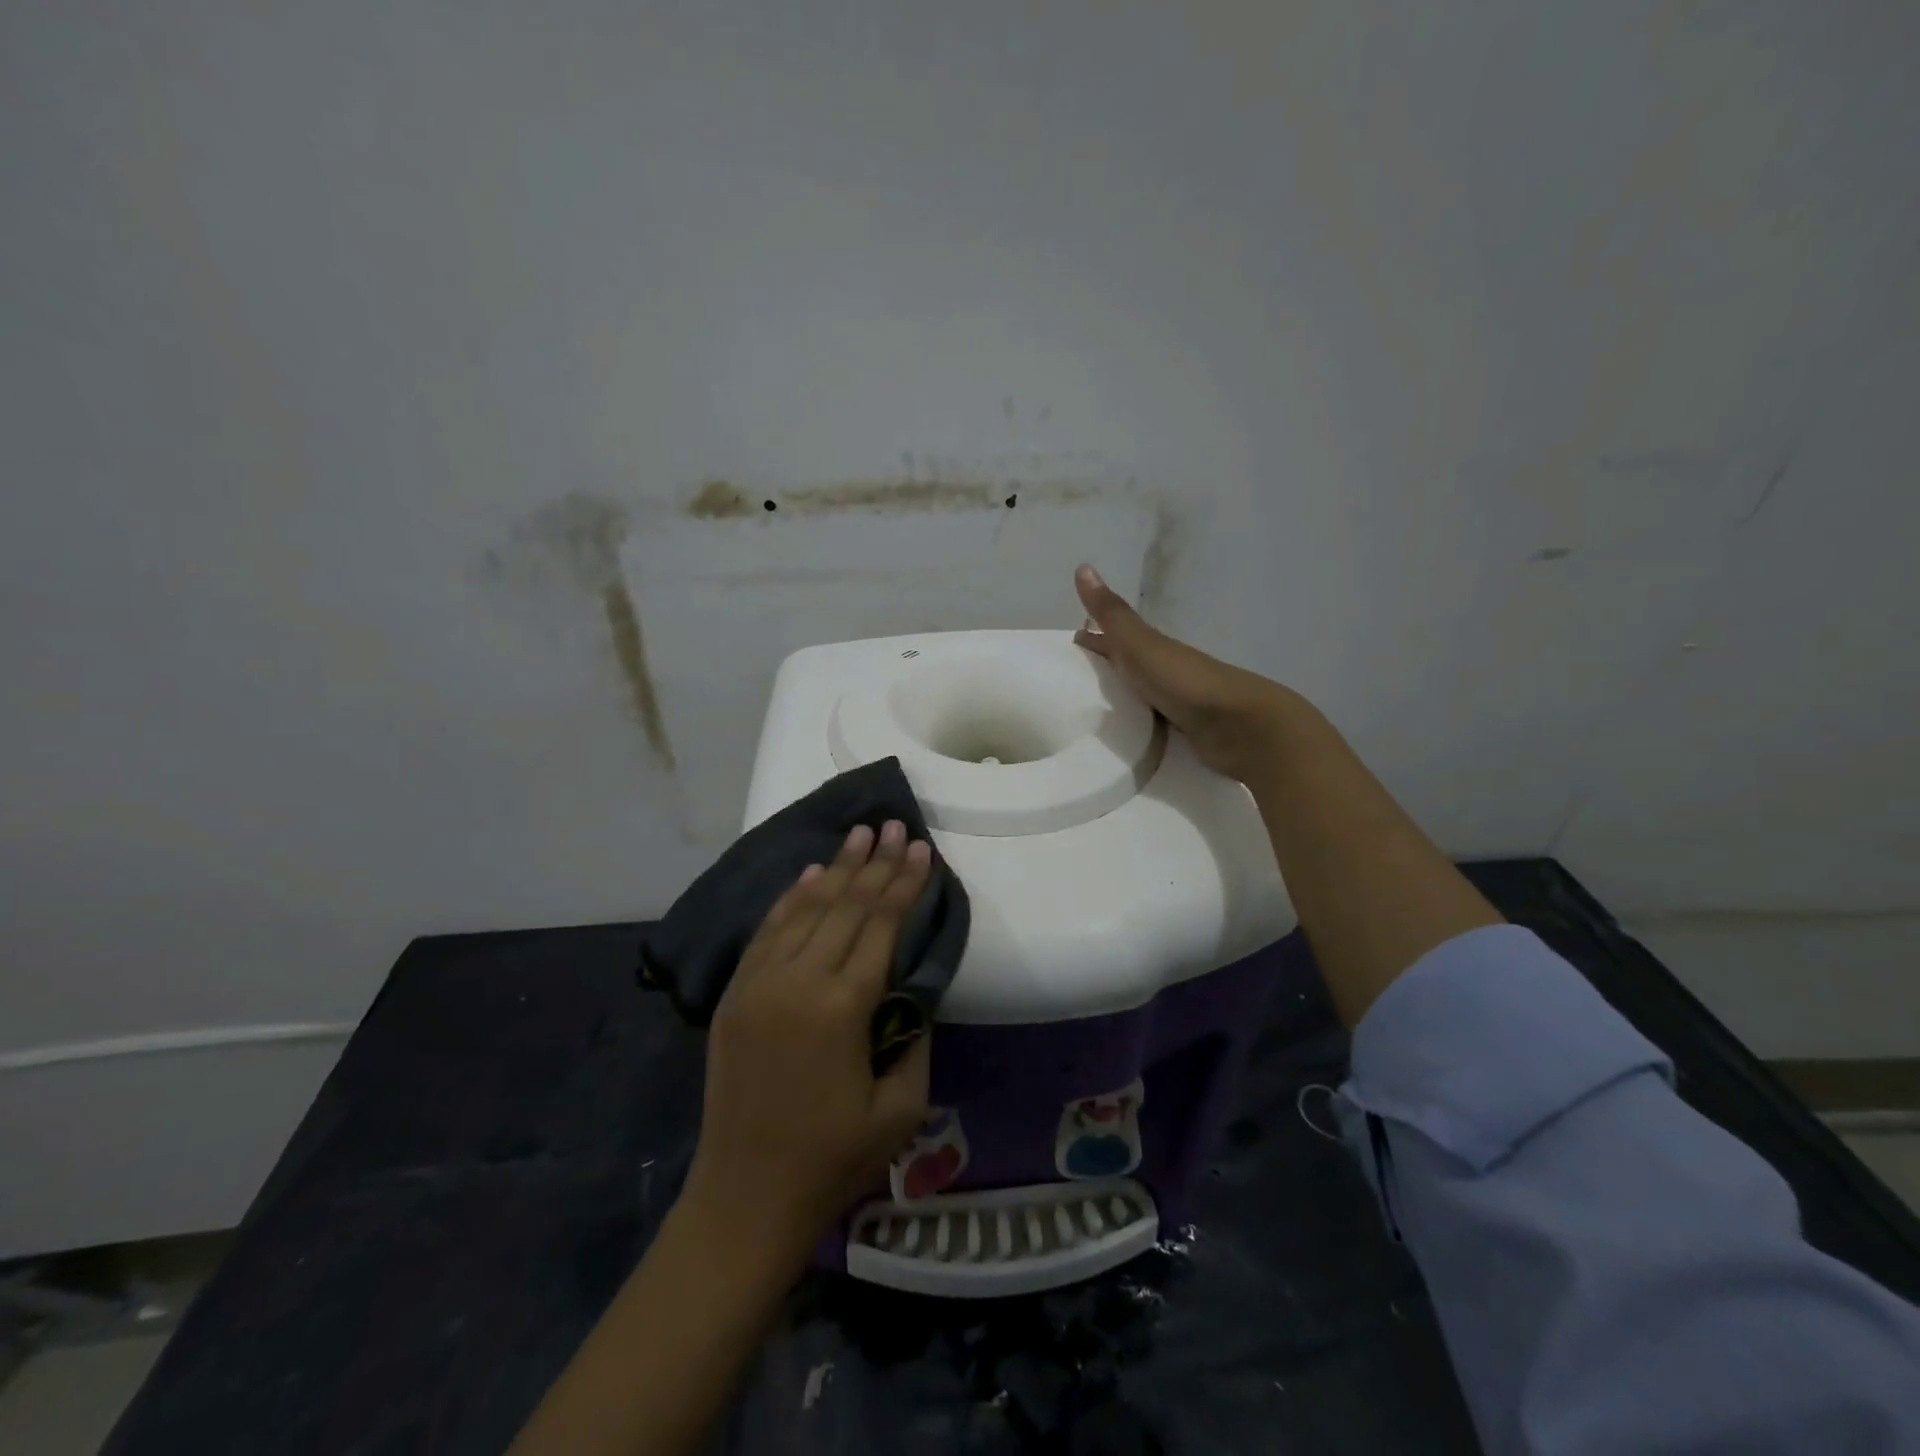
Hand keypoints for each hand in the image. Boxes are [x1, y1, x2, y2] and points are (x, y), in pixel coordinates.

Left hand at [681, 821, 933, 1271]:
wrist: (744, 1197)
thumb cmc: (832, 1159)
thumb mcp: (900, 1106)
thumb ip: (912, 1034)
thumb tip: (910, 984)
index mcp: (843, 1007)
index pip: (881, 926)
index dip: (904, 884)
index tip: (921, 849)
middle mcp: (798, 980)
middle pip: (845, 906)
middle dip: (875, 864)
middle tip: (894, 826)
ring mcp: (759, 983)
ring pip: (806, 909)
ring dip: (836, 869)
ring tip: (859, 834)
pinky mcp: (735, 993)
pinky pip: (768, 931)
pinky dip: (793, 899)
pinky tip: (811, 874)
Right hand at [1074, 563, 1298, 783]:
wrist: (1238, 726)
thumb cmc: (1184, 681)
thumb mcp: (1141, 644)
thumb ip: (1112, 614)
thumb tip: (1083, 566)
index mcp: (1153, 648)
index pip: (1117, 637)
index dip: (1095, 637)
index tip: (1070, 641)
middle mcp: (1164, 671)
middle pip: (1129, 665)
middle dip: (1105, 666)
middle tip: (1073, 678)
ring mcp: (1177, 703)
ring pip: (1141, 695)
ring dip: (1120, 697)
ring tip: (1089, 711)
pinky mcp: (1184, 733)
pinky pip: (1151, 724)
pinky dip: (1136, 724)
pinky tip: (1123, 735)